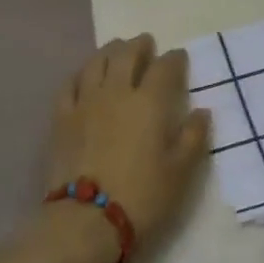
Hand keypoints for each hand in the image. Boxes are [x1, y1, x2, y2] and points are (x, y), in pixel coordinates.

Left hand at [49, 36, 211, 249]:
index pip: (165, 68)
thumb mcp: (180, 173)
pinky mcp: (62, 117)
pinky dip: (81, 73)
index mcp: (150, 102)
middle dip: (139, 45)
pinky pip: (70, 84)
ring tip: (117, 50)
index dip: (174, 59)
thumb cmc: (142, 197)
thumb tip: (201, 111)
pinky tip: (84, 75)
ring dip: (110, 51)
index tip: (179, 57)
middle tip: (146, 43)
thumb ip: (192, 138)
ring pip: (97, 62)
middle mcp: (117, 92)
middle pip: (127, 55)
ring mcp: (85, 102)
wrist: (87, 219)